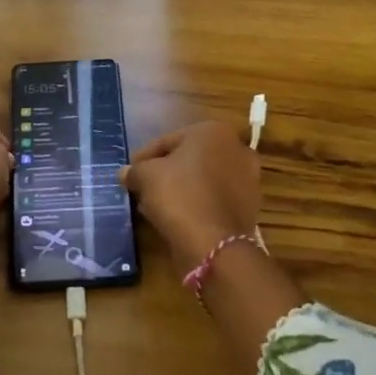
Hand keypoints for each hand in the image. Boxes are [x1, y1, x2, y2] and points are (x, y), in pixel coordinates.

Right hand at [119, 120, 260, 267]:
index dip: (143, 158)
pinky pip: (215, 199)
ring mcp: (248, 178)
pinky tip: (177, 217)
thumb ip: (134, 170)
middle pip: (189, 158)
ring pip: (204, 179)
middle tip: (143, 188)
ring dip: (182, 189)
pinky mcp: (250, 206)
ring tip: (157, 206)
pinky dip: (198, 204)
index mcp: (213, 131)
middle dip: (166, 172)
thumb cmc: (179, 195)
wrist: (215, 244)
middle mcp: (237, 148)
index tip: (129, 174)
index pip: (167, 141)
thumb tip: (125, 173)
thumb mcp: (146, 176)